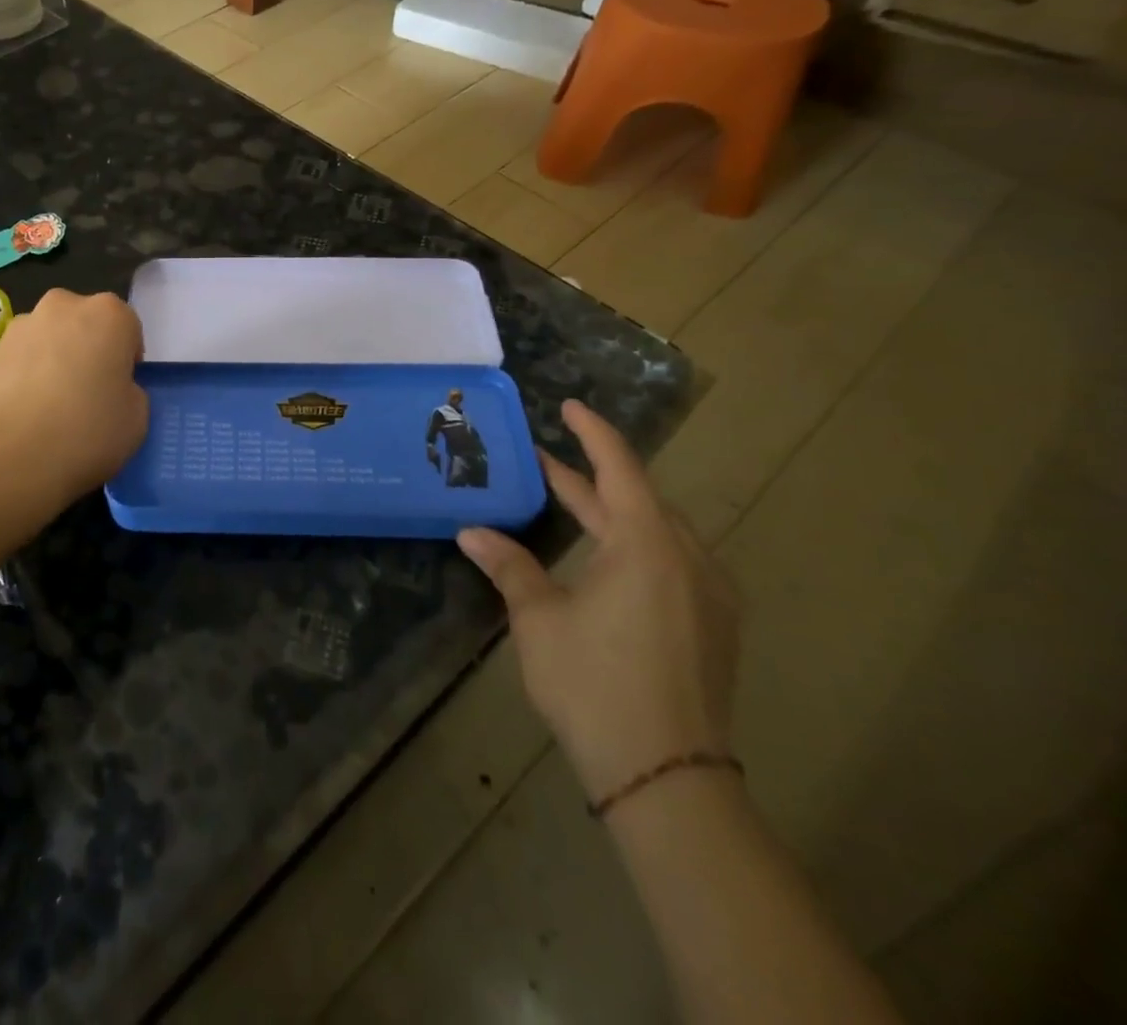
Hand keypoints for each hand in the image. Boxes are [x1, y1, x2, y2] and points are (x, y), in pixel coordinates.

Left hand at [0, 289, 147, 509]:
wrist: (9, 455)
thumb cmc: (86, 431)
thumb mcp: (137, 418)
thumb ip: (130, 391)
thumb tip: (110, 390)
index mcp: (108, 314)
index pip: (128, 328)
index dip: (127, 361)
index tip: (120, 390)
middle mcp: (64, 306)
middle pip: (85, 324)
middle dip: (89, 350)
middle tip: (89, 394)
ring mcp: (22, 326)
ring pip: (51, 338)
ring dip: (56, 360)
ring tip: (52, 406)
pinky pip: (22, 358)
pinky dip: (27, 376)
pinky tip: (26, 412)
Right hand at [457, 399, 739, 803]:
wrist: (667, 776)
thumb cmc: (594, 682)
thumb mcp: (538, 617)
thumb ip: (509, 566)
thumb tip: (471, 532)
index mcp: (647, 545)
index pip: (619, 469)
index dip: (592, 433)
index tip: (569, 406)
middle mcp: (687, 559)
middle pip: (638, 499)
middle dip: (591, 477)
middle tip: (545, 460)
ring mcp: (708, 595)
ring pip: (657, 532)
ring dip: (613, 512)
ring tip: (572, 504)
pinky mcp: (712, 627)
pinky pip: (672, 562)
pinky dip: (635, 544)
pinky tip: (607, 561)